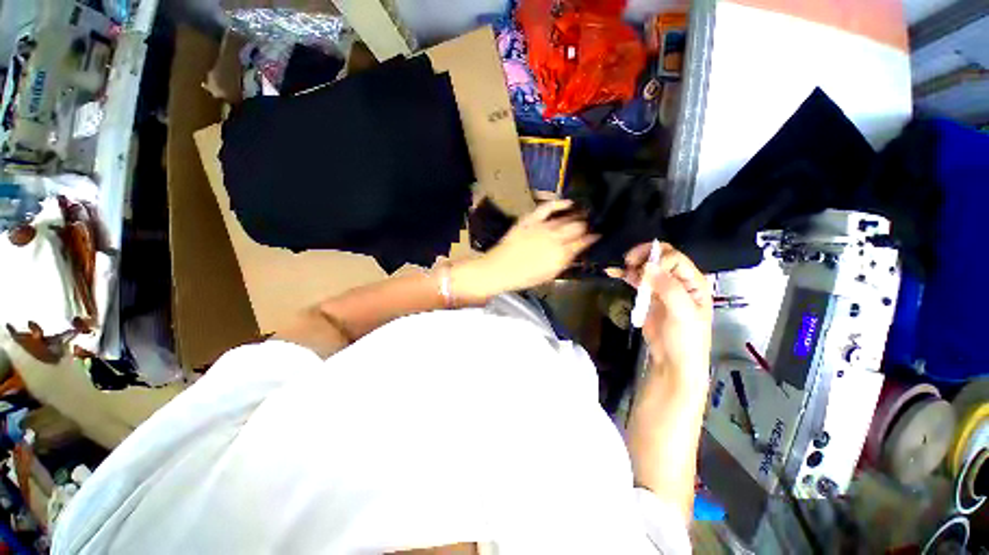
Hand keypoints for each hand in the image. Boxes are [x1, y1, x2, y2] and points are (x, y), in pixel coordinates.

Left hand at [452, 200, 597, 299]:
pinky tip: (569, 202)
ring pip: (566, 217)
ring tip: (584, 213)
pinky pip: (547, 207)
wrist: (499, 269)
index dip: (593, 238)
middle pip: (578, 226)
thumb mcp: (549, 275)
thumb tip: (578, 252)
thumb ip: (565, 262)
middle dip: (586, 225)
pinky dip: (559, 203)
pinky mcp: (530, 220)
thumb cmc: (525, 277)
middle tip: (590, 225)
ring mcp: (542, 227)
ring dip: (577, 215)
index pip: (583, 242)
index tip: (597, 236)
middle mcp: (555, 239)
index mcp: (561, 255)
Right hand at [608, 243, 711, 387]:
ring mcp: (661, 287)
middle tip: (628, 263)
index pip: (674, 258)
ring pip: (646, 267)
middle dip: (643, 257)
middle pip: (660, 257)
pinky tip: (614, 272)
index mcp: (693, 281)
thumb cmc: (686, 339)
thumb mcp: (683, 314)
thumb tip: (647, 266)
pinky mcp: (648, 296)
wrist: (673, 361)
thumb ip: (668, 288)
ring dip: (632, 265)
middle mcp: (678, 280)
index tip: (643, 272)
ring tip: (621, 270)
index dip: (658, 260)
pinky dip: (625, 275)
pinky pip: (636, 280)